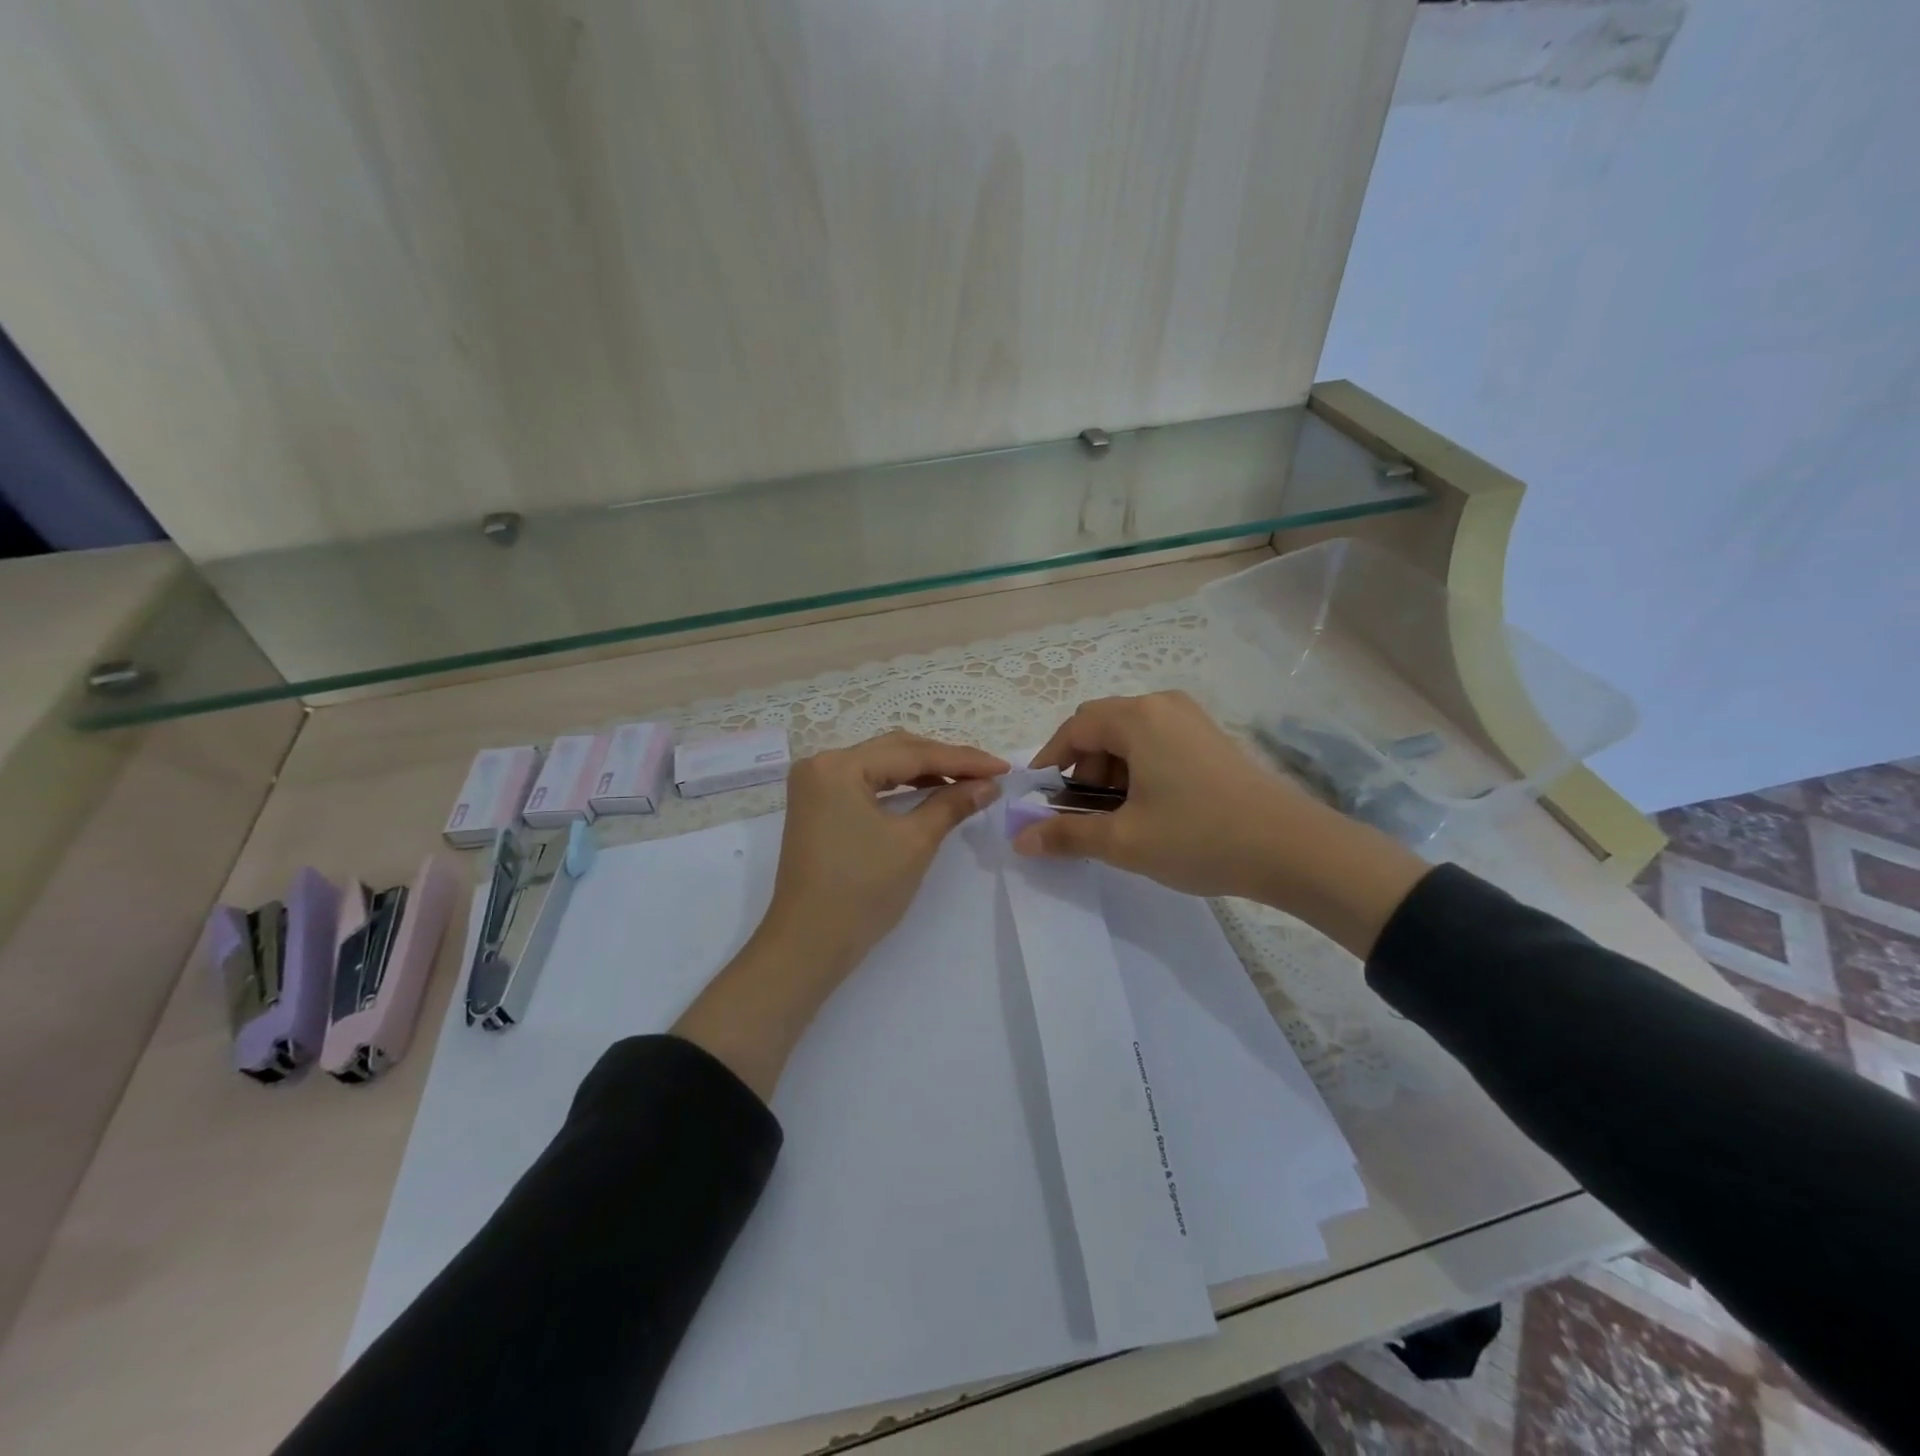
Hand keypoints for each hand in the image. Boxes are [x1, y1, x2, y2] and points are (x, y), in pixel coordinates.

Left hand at [759, 732, 1008, 977]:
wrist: (808, 944)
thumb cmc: (862, 892)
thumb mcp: (914, 843)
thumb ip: (952, 804)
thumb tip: (989, 784)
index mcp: (839, 766)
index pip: (912, 753)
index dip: (962, 760)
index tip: (1003, 767)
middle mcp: (821, 764)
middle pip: (895, 750)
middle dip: (944, 760)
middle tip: (988, 773)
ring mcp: (815, 785)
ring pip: (882, 765)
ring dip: (924, 771)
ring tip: (966, 782)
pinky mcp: (818, 805)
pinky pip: (867, 783)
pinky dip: (900, 787)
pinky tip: (929, 792)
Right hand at [1015, 693, 1425, 954]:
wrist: (1293, 849)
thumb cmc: (1199, 837)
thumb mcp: (1124, 841)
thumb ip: (1066, 835)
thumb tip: (1020, 838)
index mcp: (1138, 718)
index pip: (1074, 728)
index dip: (1050, 762)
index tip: (1040, 799)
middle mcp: (1163, 705)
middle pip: (1102, 727)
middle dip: (1082, 769)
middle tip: (1083, 814)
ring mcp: (1192, 719)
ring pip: (1130, 736)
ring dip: (1111, 771)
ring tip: (1119, 817)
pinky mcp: (1212, 737)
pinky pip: (1157, 743)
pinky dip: (1139, 769)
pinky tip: (1151, 808)